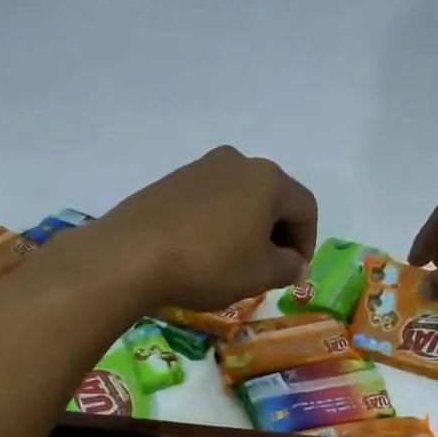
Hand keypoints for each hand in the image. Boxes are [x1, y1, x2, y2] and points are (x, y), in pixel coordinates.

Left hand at [87, 147, 316, 312]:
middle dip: (276, 234)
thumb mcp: (260, 274)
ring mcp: (199, 168)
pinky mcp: (170, 182)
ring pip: (239, 198)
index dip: (307, 243)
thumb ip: (289, 266)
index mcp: (268, 179)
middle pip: (272, 198)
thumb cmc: (209, 263)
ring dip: (245, 228)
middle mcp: (237, 162)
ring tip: (234, 262)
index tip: (295, 273)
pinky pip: (208, 201)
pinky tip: (203, 252)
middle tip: (269, 269)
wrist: (130, 255)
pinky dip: (216, 224)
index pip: (305, 208)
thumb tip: (296, 263)